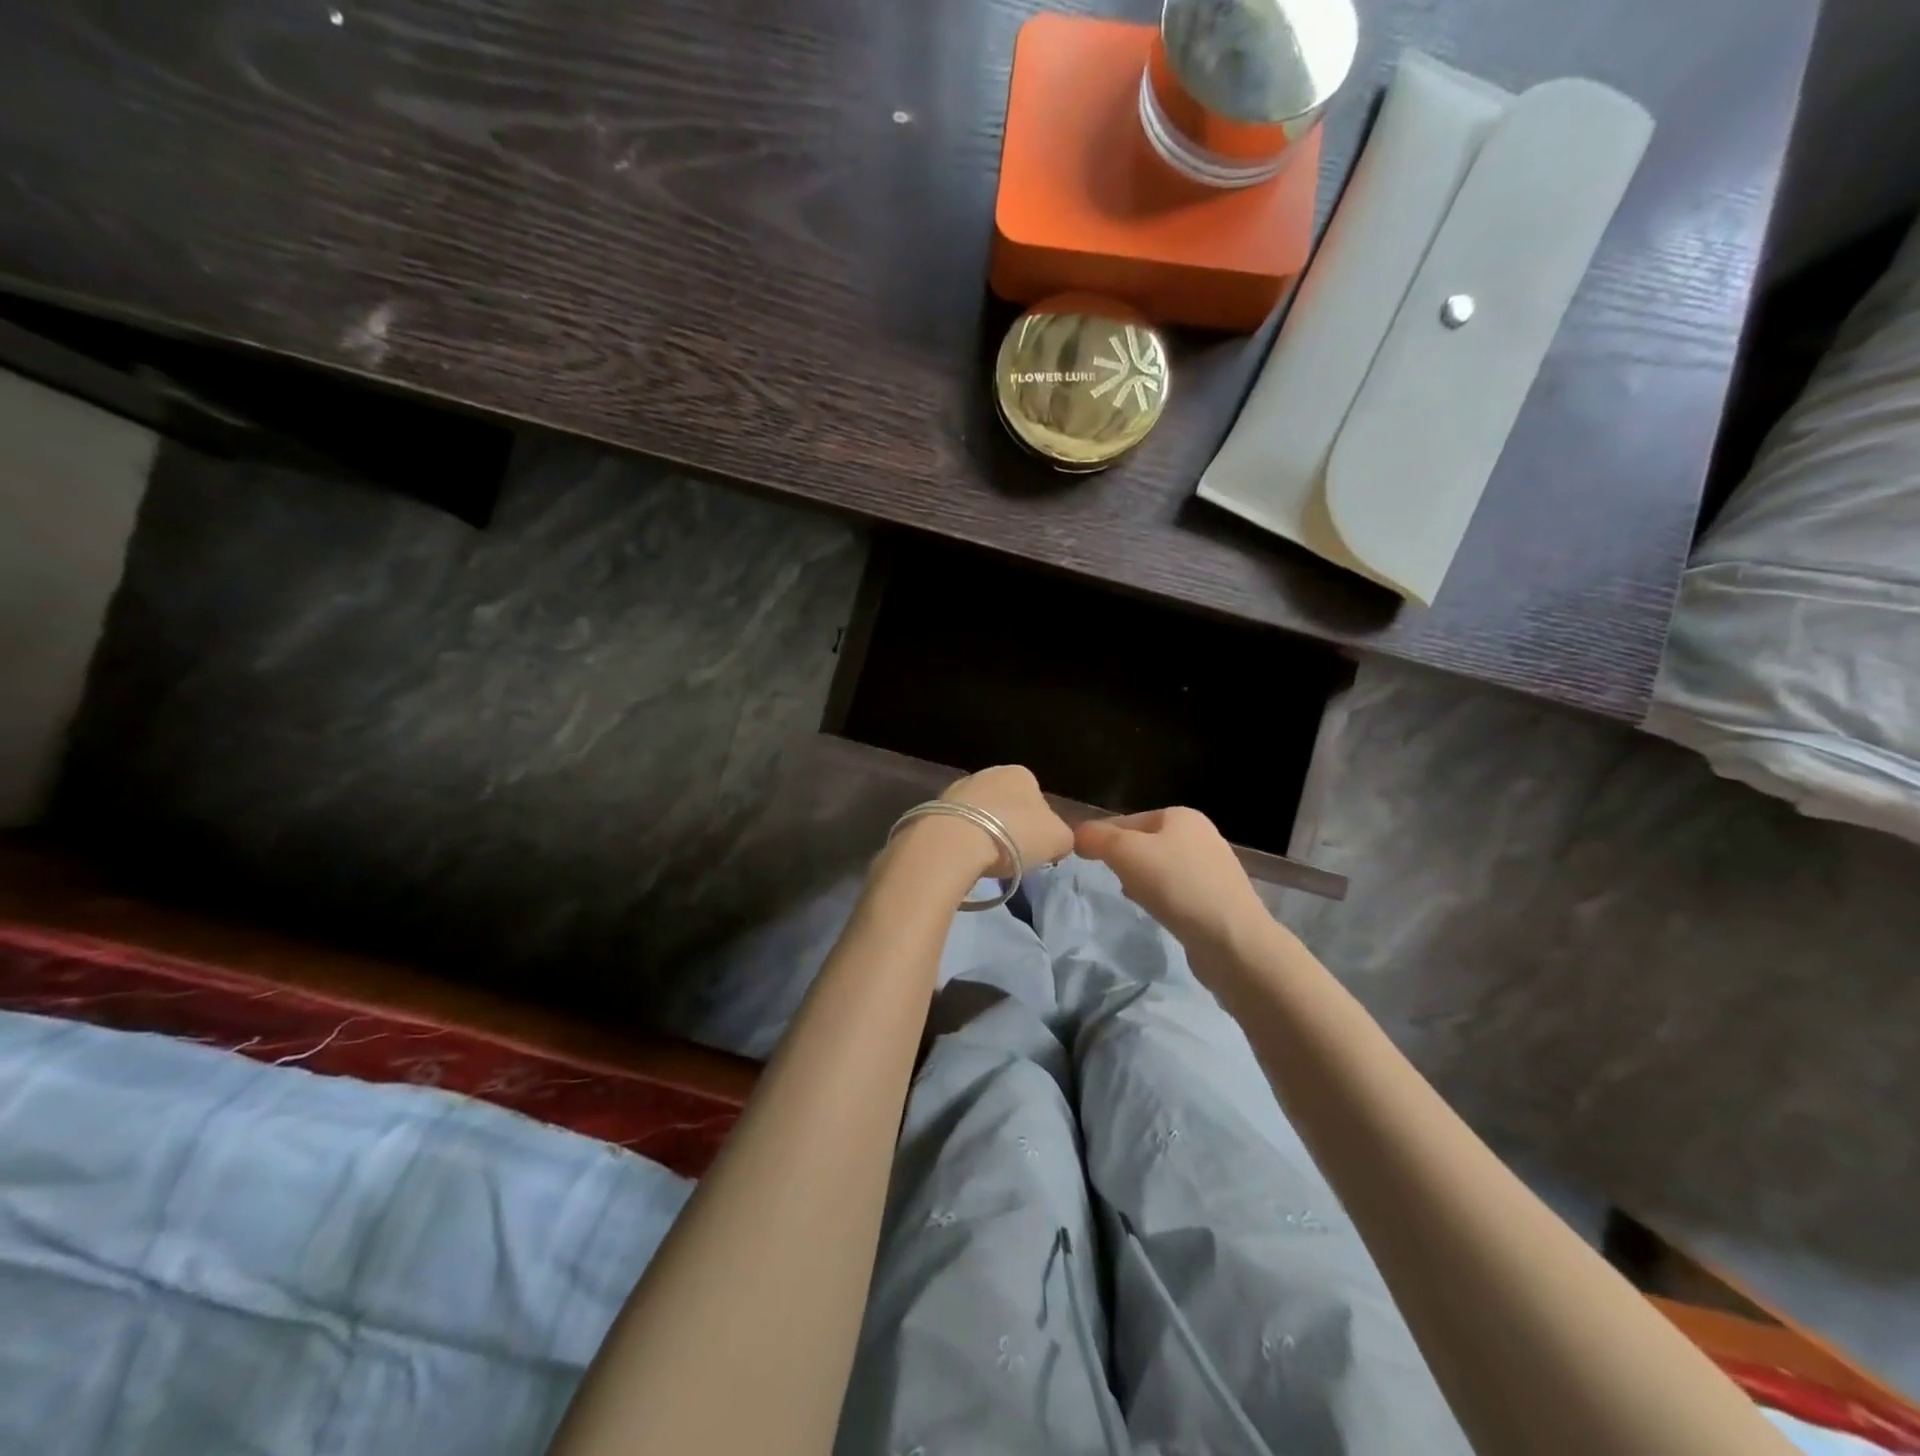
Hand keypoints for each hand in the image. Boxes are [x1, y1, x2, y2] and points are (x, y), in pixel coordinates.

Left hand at [941, 765, 1073, 873]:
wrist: (955, 843)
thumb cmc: (1014, 836)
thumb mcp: (1059, 839)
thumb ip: (1063, 836)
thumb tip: (1056, 841)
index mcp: (1021, 773)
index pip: (1037, 796)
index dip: (1039, 824)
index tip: (1035, 847)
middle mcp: (988, 772)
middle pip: (1006, 803)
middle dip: (1008, 826)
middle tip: (1011, 856)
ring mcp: (958, 788)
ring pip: (979, 814)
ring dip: (984, 833)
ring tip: (985, 861)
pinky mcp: (933, 808)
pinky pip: (957, 826)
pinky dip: (962, 841)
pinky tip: (964, 858)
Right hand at [1075, 807, 1268, 950]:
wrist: (1232, 940)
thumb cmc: (1176, 885)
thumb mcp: (1125, 852)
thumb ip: (1097, 838)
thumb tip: (1078, 836)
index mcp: (1181, 816)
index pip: (1127, 821)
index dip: (1102, 838)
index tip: (1085, 860)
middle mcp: (1202, 835)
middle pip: (1144, 844)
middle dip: (1124, 862)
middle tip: (1112, 880)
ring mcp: (1214, 868)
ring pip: (1160, 869)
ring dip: (1142, 882)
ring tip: (1133, 899)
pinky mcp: (1219, 900)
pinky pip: (1178, 892)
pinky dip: (1162, 900)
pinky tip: (1157, 914)